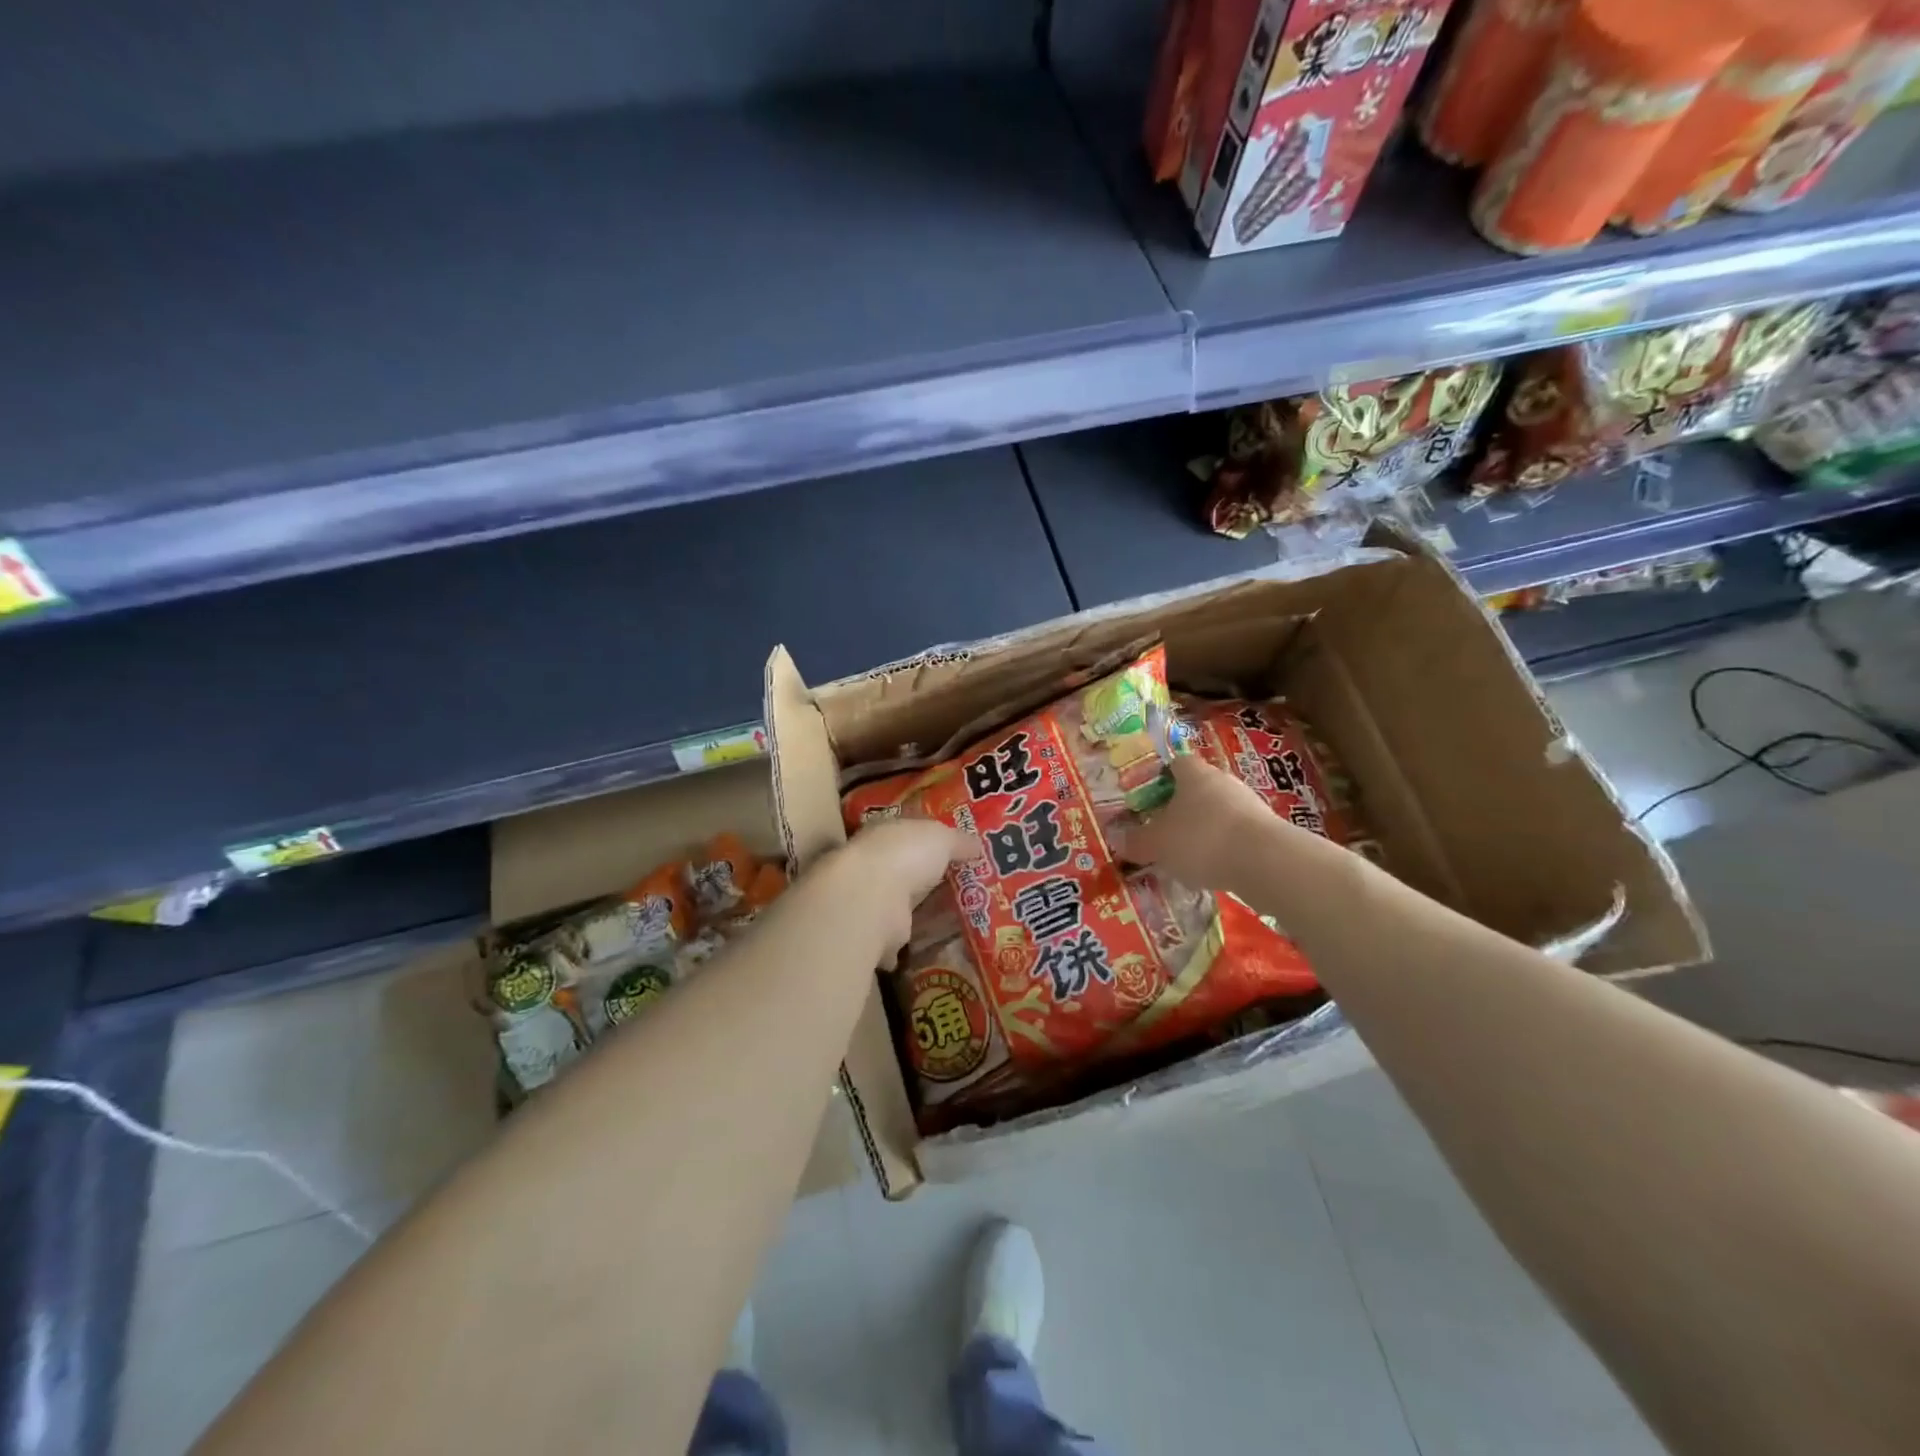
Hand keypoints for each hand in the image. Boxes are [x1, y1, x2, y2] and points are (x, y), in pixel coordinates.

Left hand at [829, 818, 973, 967]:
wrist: (870, 898)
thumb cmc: (906, 855)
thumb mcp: (942, 838)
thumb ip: (959, 841)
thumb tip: (978, 845)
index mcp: (886, 833)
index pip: (909, 835)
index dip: (930, 842)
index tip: (955, 853)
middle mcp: (874, 865)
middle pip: (906, 871)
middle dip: (927, 879)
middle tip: (962, 888)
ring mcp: (872, 900)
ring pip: (900, 905)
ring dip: (917, 912)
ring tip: (953, 920)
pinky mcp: (875, 933)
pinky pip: (895, 939)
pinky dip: (907, 945)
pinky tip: (930, 947)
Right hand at [1118, 756, 1281, 892]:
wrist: (1264, 862)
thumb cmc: (1200, 839)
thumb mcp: (1157, 844)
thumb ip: (1136, 841)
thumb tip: (1118, 839)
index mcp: (1193, 774)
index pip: (1175, 764)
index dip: (1160, 778)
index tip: (1148, 799)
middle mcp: (1223, 781)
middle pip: (1198, 788)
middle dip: (1181, 807)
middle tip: (1163, 830)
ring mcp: (1249, 804)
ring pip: (1218, 811)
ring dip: (1204, 829)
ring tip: (1187, 856)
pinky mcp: (1267, 830)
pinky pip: (1236, 833)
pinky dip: (1224, 847)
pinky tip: (1213, 868)